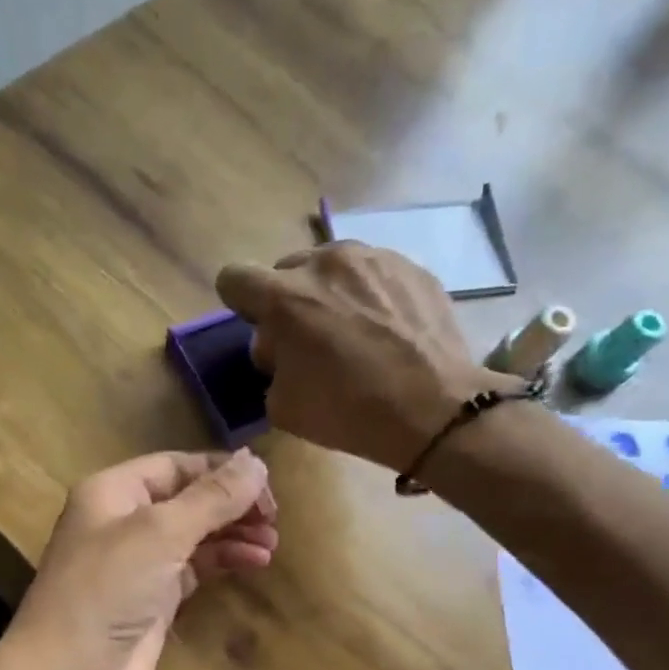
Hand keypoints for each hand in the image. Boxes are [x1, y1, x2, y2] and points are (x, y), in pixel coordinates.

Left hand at [6, 451, 276, 669]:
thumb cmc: (108, 589)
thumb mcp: (161, 533)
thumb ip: (212, 497)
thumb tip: (255, 461)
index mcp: (113, 492)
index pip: (175, 466)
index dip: (220, 471)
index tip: (266, 484)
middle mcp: (123, 521)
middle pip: (187, 499)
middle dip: (231, 505)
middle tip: (274, 518)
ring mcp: (138, 562)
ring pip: (194, 535)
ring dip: (233, 534)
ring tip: (272, 543)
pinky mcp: (152, 599)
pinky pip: (194, 569)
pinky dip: (223, 562)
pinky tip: (255, 562)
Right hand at [215, 242, 524, 471]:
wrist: (435, 408)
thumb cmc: (348, 411)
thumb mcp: (282, 406)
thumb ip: (269, 366)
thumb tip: (279, 348)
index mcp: (284, 298)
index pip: (234, 277)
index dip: (240, 304)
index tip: (260, 329)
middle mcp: (325, 263)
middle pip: (286, 270)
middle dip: (288, 301)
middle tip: (309, 340)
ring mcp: (373, 258)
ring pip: (332, 267)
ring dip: (329, 293)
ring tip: (353, 332)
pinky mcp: (411, 266)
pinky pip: (373, 274)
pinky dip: (369, 296)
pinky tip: (387, 331)